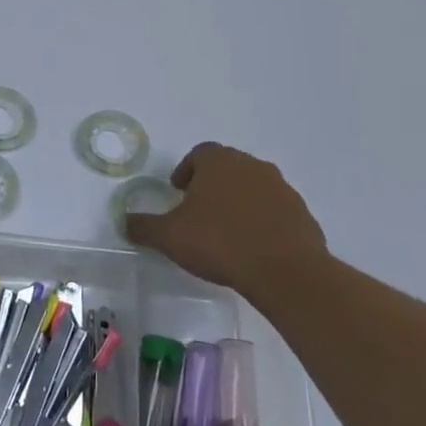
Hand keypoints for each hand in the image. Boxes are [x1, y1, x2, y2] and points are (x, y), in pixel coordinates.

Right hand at [124, 143, 328, 293]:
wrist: (285, 271)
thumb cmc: (219, 242)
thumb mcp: (169, 236)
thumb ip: (143, 226)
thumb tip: (124, 222)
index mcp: (220, 162)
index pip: (199, 153)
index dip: (186, 170)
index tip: (179, 192)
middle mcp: (252, 166)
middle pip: (228, 167)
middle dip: (212, 185)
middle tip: (198, 210)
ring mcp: (282, 189)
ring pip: (253, 188)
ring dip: (239, 202)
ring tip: (226, 231)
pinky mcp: (302, 214)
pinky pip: (275, 211)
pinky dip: (262, 221)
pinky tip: (252, 246)